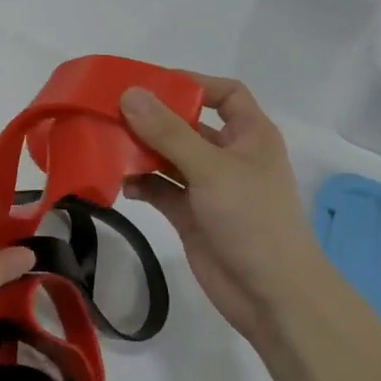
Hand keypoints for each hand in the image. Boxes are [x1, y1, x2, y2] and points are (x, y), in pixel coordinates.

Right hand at [120, 76, 323, 351]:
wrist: (273, 297)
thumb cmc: (253, 219)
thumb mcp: (211, 168)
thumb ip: (168, 131)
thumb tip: (130, 93)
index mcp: (249, 135)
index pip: (225, 93)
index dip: (193, 83)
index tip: (151, 83)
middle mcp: (229, 156)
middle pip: (188, 124)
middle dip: (153, 118)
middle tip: (112, 111)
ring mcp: (209, 187)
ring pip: (169, 157)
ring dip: (142, 151)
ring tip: (108, 144)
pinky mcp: (191, 215)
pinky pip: (161, 189)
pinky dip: (142, 184)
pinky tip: (121, 183)